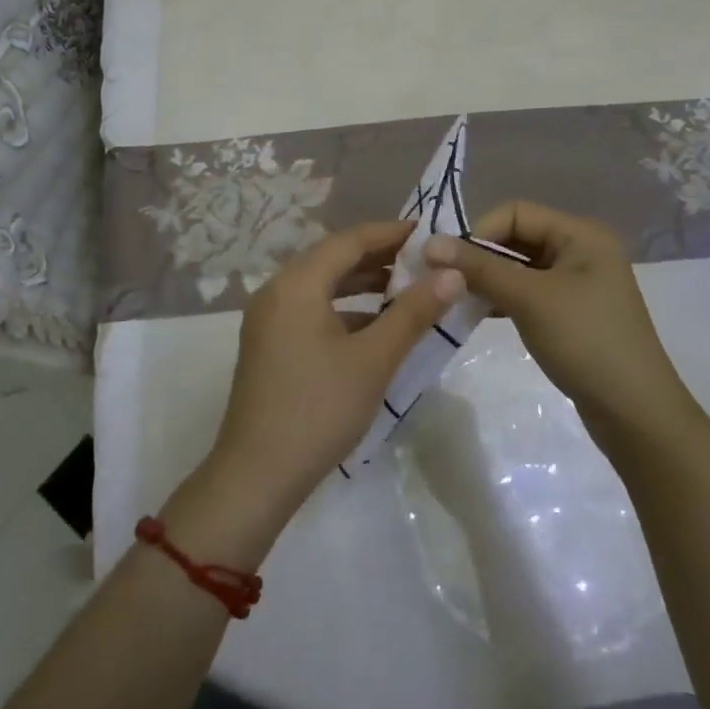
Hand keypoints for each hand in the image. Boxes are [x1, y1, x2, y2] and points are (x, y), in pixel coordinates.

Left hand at [207, 221, 462, 517]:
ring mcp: (268, 318)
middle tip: (424, 259)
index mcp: (297, 283)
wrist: (256, 475)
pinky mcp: (268, 343)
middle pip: (333, 258)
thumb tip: (453, 273)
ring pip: (322, 284)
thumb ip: (413, 312)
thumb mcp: (374, 359)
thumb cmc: (318, 409)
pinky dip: (344, 308)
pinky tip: (374, 326)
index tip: (429, 233)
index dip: (391, 233)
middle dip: (379, 256)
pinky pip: (311, 308)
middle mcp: (277, 290)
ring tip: (406, 287)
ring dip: (362, 283)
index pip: (350, 240)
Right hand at [424, 201, 693, 449]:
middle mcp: (582, 249)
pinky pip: (528, 292)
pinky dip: (502, 297)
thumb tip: (430, 244)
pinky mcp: (571, 312)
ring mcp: (578, 282)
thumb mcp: (529, 299)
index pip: (516, 212)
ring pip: (520, 266)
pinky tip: (477, 312)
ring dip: (488, 278)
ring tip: (454, 297)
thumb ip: (479, 268)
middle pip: (518, 236)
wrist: (636, 414)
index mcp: (581, 234)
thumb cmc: (585, 342)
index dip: (479, 231)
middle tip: (443, 280)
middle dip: (480, 255)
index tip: (446, 261)